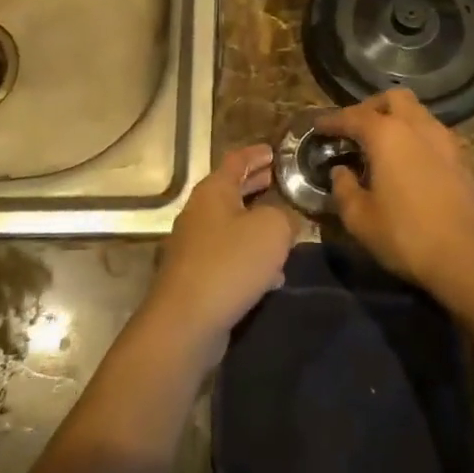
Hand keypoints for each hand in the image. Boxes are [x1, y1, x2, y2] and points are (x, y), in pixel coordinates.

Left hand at [145, 144, 300, 356]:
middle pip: (231, 191)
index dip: (257, 153)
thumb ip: (285, 216)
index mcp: (214, 191)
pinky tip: (272, 275)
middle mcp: (199, 212)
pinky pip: (229, 257)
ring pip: (232, 226)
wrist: (187, 321)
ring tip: (284, 229)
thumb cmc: (231, 262)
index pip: (237, 160)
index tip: (274, 151)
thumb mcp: (273, 229)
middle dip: (256, 186)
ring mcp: (194, 246)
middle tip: (280, 182)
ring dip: (256, 225)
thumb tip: (286, 219)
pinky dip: (250, 257)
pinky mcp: (196, 276)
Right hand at [318, 90, 473, 290]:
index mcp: (386, 134)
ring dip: (397, 120)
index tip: (318, 126)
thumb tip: (340, 172)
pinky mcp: (462, 158)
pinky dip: (415, 137)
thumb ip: (343, 189)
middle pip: (392, 98)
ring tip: (382, 145)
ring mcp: (444, 139)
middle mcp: (417, 126)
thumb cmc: (406, 234)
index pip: (353, 116)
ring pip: (417, 113)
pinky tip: (408, 162)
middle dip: (371, 108)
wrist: (469, 255)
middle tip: (355, 129)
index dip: (332, 120)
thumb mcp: (360, 218)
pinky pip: (432, 133)